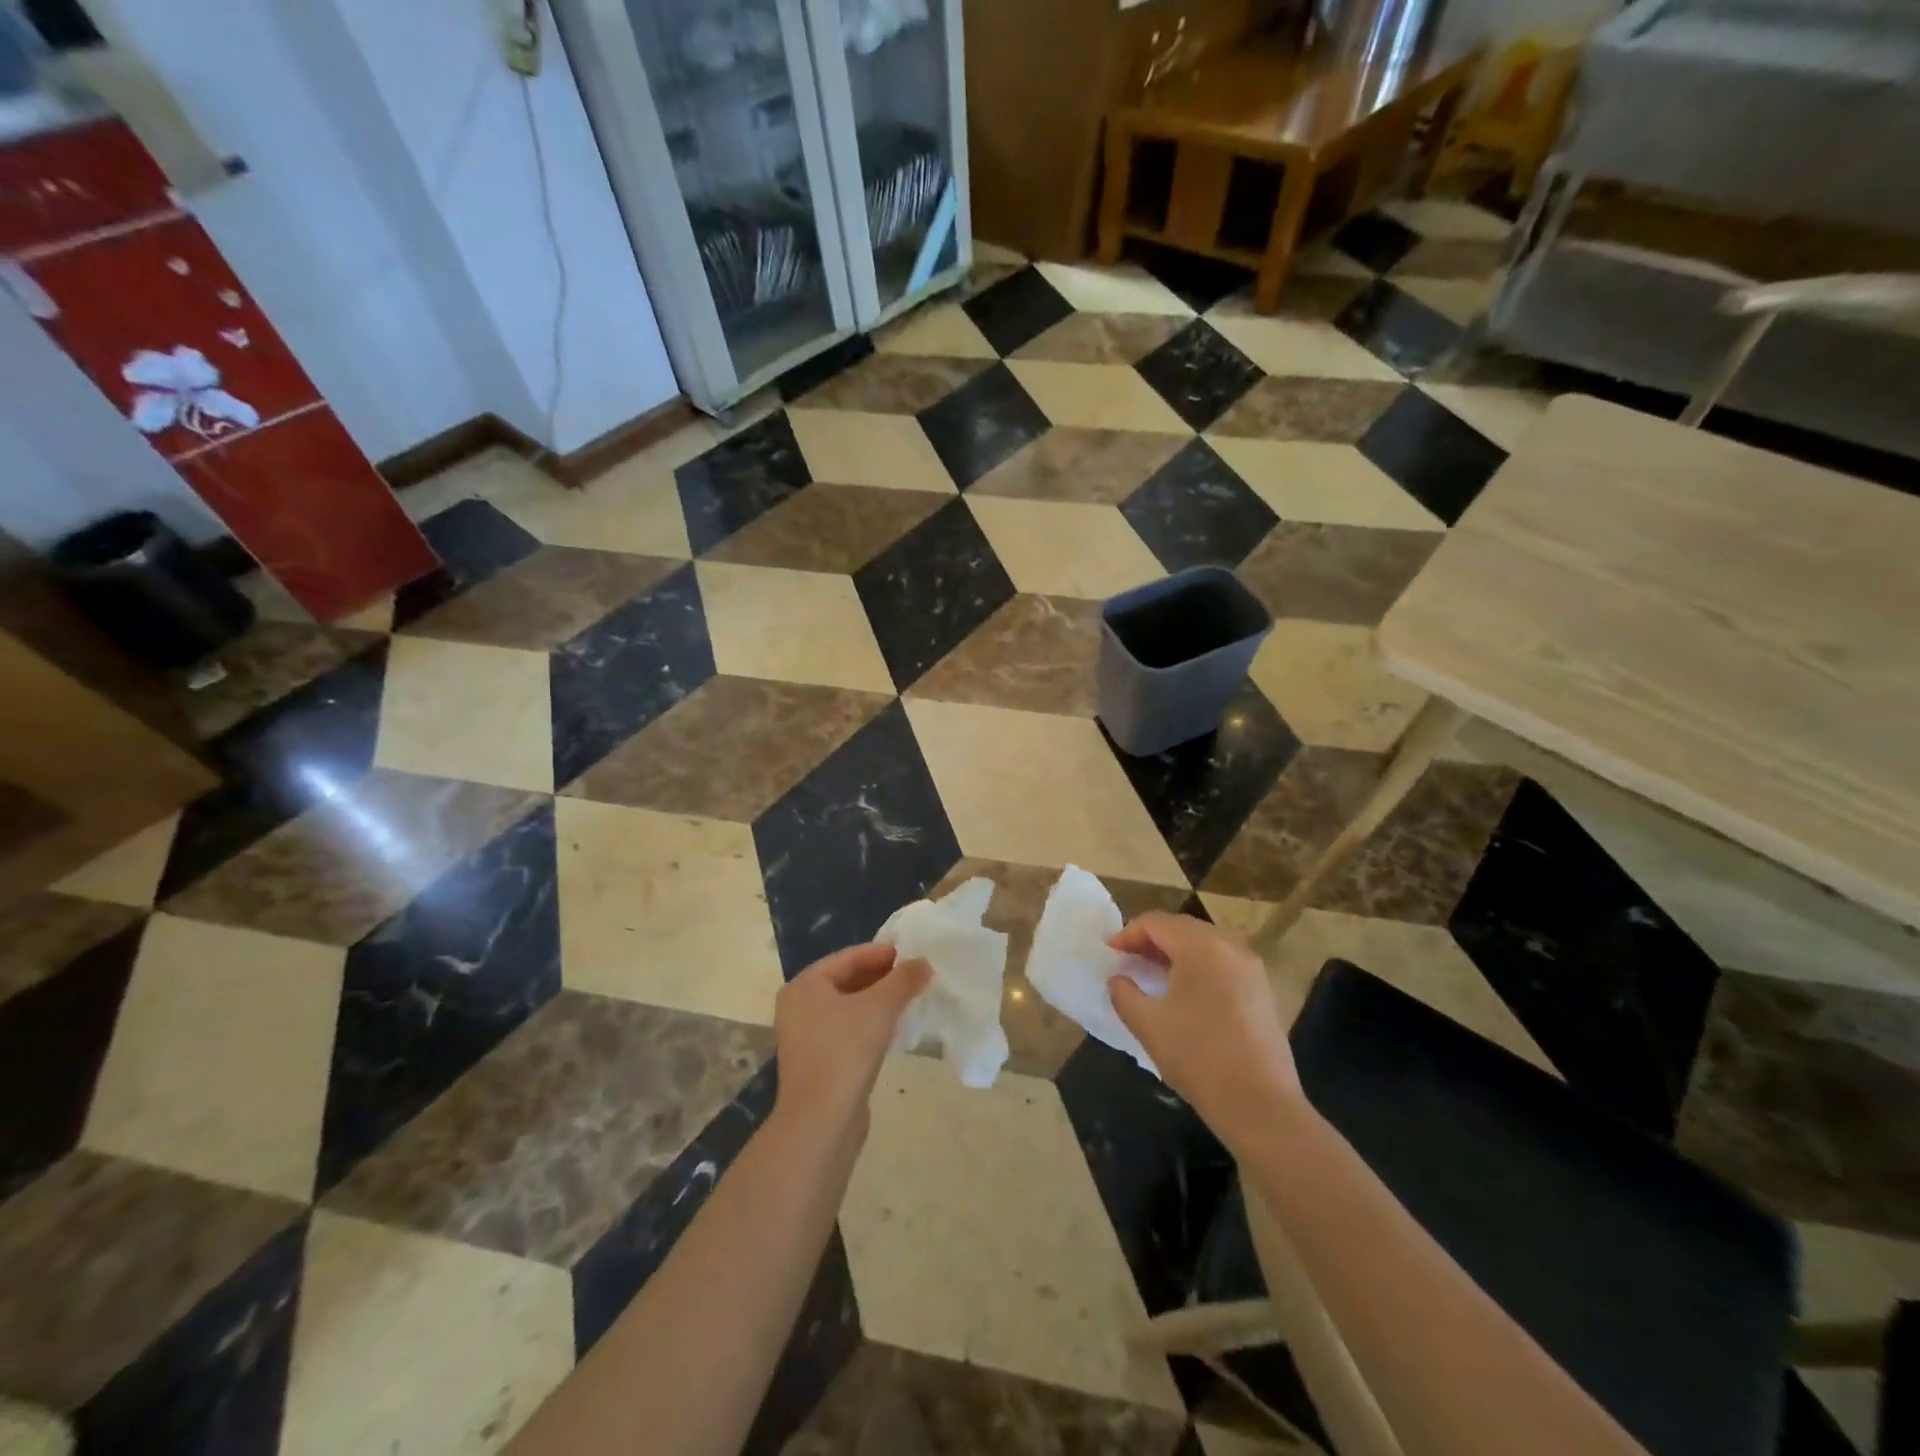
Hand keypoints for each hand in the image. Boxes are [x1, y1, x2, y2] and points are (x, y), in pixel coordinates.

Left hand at [773, 942, 930, 1143]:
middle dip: (881, 976)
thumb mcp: (880, 1007)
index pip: (848, 957)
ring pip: (847, 1007)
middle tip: (914, 974)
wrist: (821, 1120)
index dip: (881, 952)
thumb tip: (924, 963)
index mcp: (805, 985)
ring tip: (909, 998)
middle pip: (846, 980)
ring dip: (877, 1001)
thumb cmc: (845, 1050)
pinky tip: (893, 1028)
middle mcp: (798, 1006)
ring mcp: (805, 1036)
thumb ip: (903, 980)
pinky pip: (846, 1030)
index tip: (912, 953)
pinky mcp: (816, 1062)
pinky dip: (869, 1024)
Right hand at [1107, 912, 1302, 1149]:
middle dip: (1151, 940)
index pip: (1156, 923)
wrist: (1261, 1105)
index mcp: (1201, 946)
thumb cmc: (1198, 1057)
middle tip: (1127, 959)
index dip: (1127, 934)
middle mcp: (1230, 946)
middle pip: (1182, 928)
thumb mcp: (1148, 1024)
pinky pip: (1222, 962)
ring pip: (1204, 944)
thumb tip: (1118, 979)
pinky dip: (1197, 966)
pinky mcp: (1262, 989)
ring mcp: (1251, 967)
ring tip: (1152, 974)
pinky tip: (1184, 992)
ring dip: (1174, 952)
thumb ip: (1124, 993)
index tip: (1109, 952)